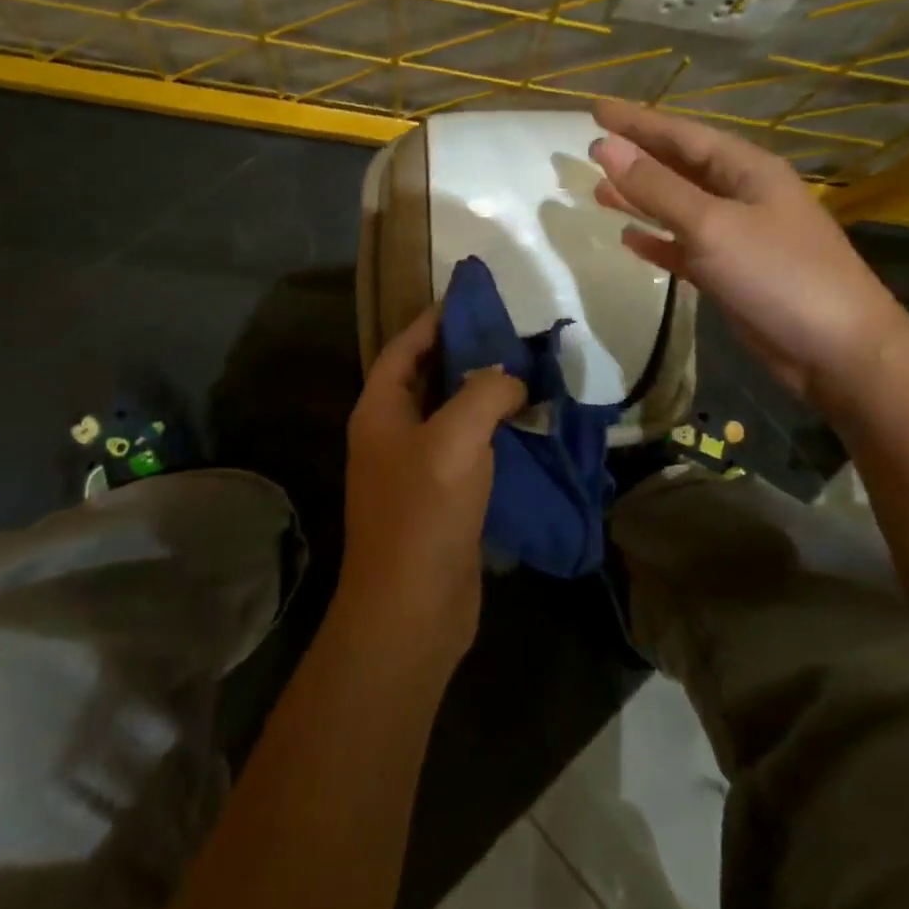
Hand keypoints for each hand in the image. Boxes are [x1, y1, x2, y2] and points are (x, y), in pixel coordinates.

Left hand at [342, 306, 527, 660]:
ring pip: (451, 415)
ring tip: (528, 373)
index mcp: (380, 410)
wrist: (413, 609)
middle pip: (428, 378)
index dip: (434, 320)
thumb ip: (485, 392)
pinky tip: (528, 425)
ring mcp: (415, 468)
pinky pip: (467, 449)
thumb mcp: (456, 437)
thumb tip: (511, 379)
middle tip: (512, 335)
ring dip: (484, 395)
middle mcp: (392, 433)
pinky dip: (493, 433)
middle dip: (466, 354)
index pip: (404, 348)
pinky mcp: (441, 498)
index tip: (473, 300)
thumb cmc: (425, 512)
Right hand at [590, 98, 908, 403]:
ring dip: (641, 199)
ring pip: (679, 208)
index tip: (595, 109)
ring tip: (598, 191)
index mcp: (746, 170)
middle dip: (637, 157)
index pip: (682, 134)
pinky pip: (685, 248)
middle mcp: (742, 195)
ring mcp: (738, 236)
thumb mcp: (712, 225)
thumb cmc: (778, 274)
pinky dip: (658, 242)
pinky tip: (629, 239)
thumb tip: (605, 148)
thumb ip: (657, 188)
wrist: (837, 351)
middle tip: (591, 149)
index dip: (637, 121)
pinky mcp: (731, 274)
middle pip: (680, 167)